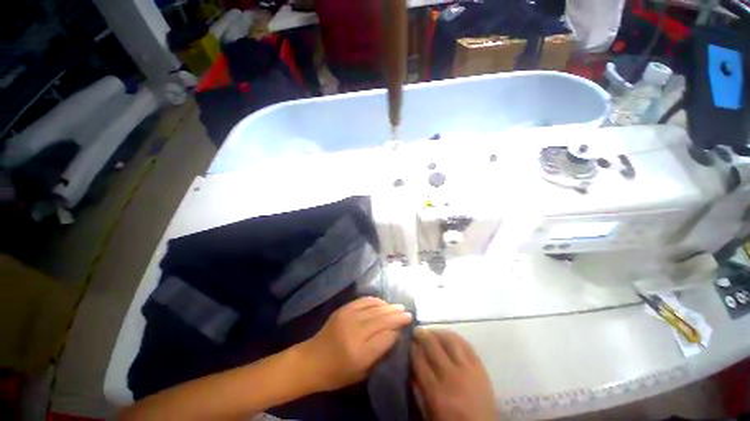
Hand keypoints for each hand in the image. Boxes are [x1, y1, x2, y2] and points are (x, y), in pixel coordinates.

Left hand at [300, 297, 412, 391]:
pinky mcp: (343, 309)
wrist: (311, 360)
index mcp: (360, 353)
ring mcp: (348, 318)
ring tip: (399, 307)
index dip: (397, 330)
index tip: (406, 325)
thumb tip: (394, 334)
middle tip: (407, 312)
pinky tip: (383, 303)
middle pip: (381, 320)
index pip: (386, 336)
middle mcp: (355, 332)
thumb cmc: (337, 373)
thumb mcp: (361, 372)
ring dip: (388, 307)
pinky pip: (363, 301)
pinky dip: (375, 301)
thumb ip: (379, 353)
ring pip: (374, 309)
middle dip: (396, 315)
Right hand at [412, 329, 496, 420]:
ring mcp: (468, 370)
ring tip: (430, 331)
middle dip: (421, 334)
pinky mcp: (480, 367)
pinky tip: (447, 336)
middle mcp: (451, 376)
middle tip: (415, 330)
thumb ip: (418, 389)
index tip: (407, 341)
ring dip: (437, 332)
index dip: (411, 347)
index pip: (419, 360)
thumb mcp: (429, 412)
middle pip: (432, 346)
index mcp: (436, 392)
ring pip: (449, 340)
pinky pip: (466, 344)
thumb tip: (410, 366)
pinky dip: (454, 337)